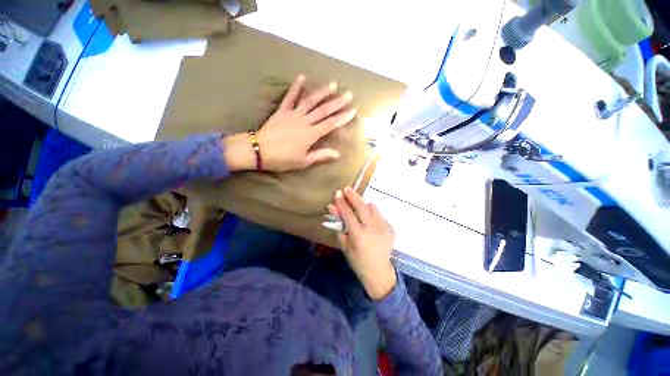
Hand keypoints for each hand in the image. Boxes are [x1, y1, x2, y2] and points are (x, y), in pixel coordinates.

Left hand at [223, 75, 356, 171]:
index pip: (330, 124)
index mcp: (311, 135)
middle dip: (337, 103)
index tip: (353, 111)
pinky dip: (296, 87)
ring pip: (310, 101)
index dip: (342, 118)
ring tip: (333, 85)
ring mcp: (293, 114)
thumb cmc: (282, 159)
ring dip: (322, 93)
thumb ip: (320, 155)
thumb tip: (337, 154)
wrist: (259, 151)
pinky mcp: (282, 111)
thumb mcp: (303, 161)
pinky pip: (290, 97)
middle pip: (324, 111)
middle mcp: (305, 121)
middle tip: (348, 94)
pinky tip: (302, 77)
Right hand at [328, 187, 396, 299]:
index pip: (348, 214)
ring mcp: (383, 228)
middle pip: (362, 207)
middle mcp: (372, 229)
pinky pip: (379, 215)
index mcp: (359, 235)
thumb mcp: (344, 244)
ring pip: (372, 208)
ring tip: (358, 205)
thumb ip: (339, 225)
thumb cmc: (357, 260)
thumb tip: (332, 208)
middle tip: (347, 188)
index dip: (342, 203)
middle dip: (353, 196)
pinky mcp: (390, 228)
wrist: (378, 271)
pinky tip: (368, 221)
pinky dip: (372, 214)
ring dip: (364, 204)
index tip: (337, 193)